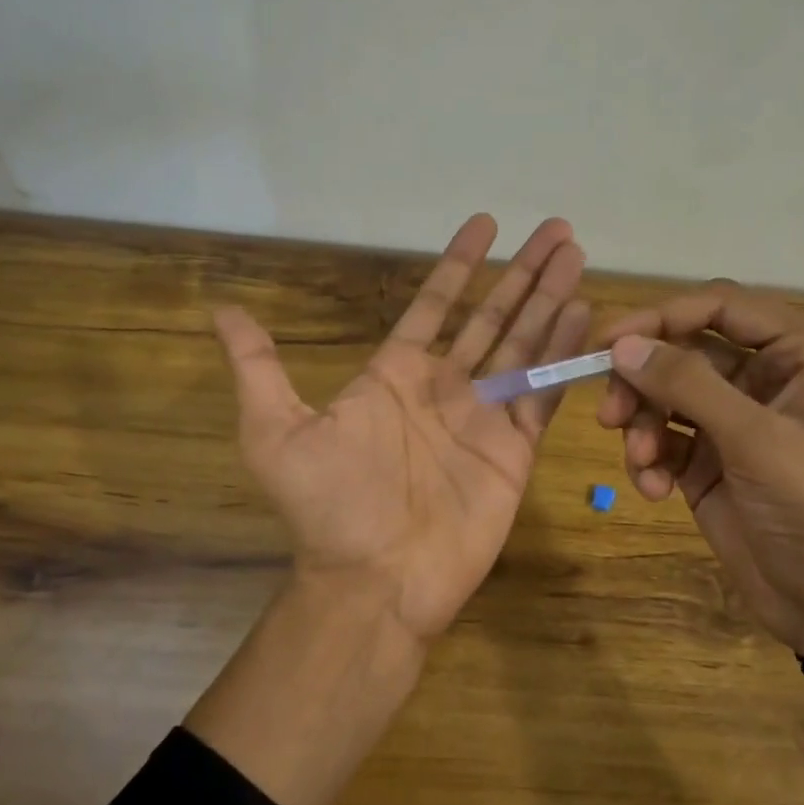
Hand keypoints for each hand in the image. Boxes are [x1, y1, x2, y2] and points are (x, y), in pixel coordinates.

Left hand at [215, 215, 588, 645]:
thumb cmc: (328, 506)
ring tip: (576, 255)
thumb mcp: (274, 431)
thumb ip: (258, 367)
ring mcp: (484, 416)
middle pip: (491, 316)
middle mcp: (445, 387)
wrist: (374, 580)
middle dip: (523, 273)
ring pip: (525, 345)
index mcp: (396, 374)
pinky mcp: (514, 449)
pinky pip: (543, 393)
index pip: (435, 305)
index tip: (485, 224)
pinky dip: (564, 356)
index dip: (458, 264)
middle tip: (557, 229)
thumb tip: (220, 310)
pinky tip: (583, 316)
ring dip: (550, 300)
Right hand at [597, 285, 803, 657]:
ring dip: (642, 425)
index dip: (660, 317)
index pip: (716, 305)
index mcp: (797, 349)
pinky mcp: (705, 457)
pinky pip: (661, 437)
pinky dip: (649, 459)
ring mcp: (730, 417)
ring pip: (662, 394)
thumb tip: (621, 345)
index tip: (608, 343)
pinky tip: (655, 490)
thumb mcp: (754, 438)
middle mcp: (762, 373)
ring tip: (641, 462)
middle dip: (643, 382)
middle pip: (679, 350)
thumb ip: (687, 384)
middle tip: (610, 413)